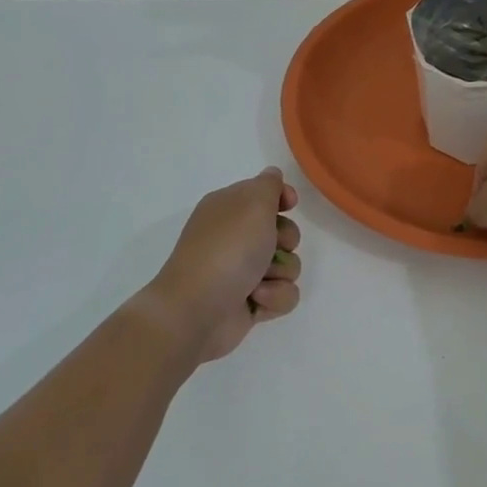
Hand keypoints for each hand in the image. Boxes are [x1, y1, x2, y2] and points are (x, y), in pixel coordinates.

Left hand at [148, 168, 301, 361]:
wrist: (197, 311)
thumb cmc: (227, 250)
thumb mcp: (252, 203)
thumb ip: (268, 185)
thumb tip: (273, 175)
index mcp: (229, 208)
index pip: (264, 193)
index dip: (281, 198)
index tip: (289, 204)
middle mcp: (236, 237)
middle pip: (283, 230)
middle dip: (285, 240)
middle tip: (271, 246)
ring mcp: (243, 271)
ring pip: (288, 265)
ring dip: (280, 273)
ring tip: (258, 281)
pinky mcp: (251, 301)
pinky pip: (283, 294)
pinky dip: (274, 297)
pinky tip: (256, 300)